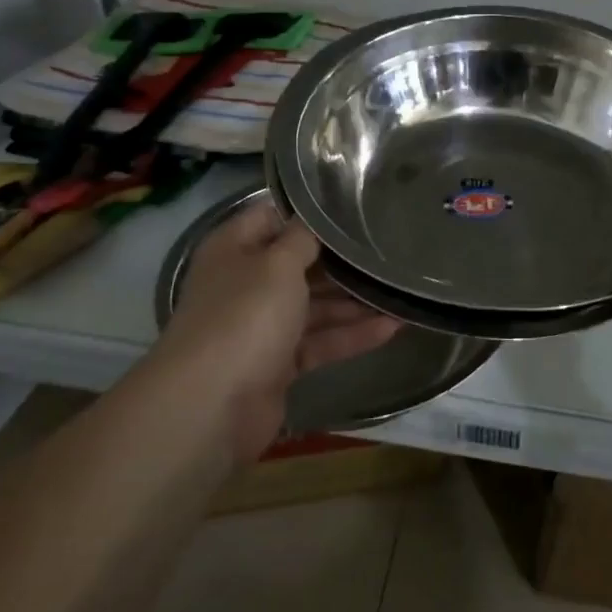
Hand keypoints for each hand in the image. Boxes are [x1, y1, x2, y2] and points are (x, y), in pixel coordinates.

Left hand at [156, 199, 398, 461]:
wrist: (211, 407)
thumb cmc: (244, 316)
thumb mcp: (277, 263)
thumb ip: (302, 238)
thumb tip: (315, 220)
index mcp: (234, 249)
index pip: (273, 216)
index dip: (310, 211)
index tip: (355, 205)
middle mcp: (245, 283)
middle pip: (299, 263)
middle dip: (341, 260)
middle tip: (389, 247)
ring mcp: (261, 326)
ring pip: (314, 305)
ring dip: (354, 300)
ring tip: (400, 290)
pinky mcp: (278, 364)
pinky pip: (320, 342)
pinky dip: (351, 335)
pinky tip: (392, 327)